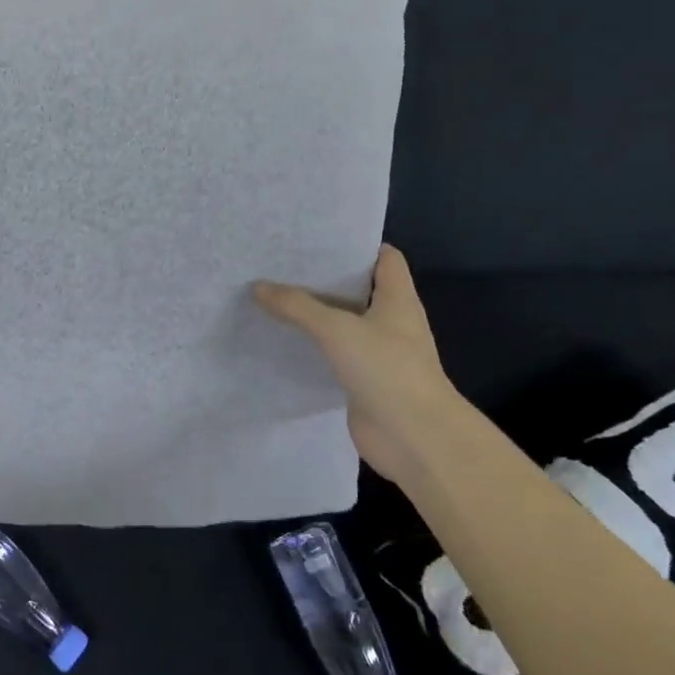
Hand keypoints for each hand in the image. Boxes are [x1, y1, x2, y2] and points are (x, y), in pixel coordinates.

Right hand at [253, 245, 462, 483]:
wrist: (415, 438)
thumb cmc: (387, 370)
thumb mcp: (338, 329)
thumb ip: (297, 306)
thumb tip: (258, 287)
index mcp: (397, 299)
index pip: (384, 258)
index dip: (356, 244)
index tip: (318, 236)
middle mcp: (390, 321)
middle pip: (357, 289)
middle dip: (323, 277)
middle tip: (281, 264)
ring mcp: (377, 353)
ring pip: (342, 323)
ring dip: (313, 313)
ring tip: (272, 296)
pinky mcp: (362, 380)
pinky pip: (333, 355)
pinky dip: (311, 346)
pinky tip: (281, 340)